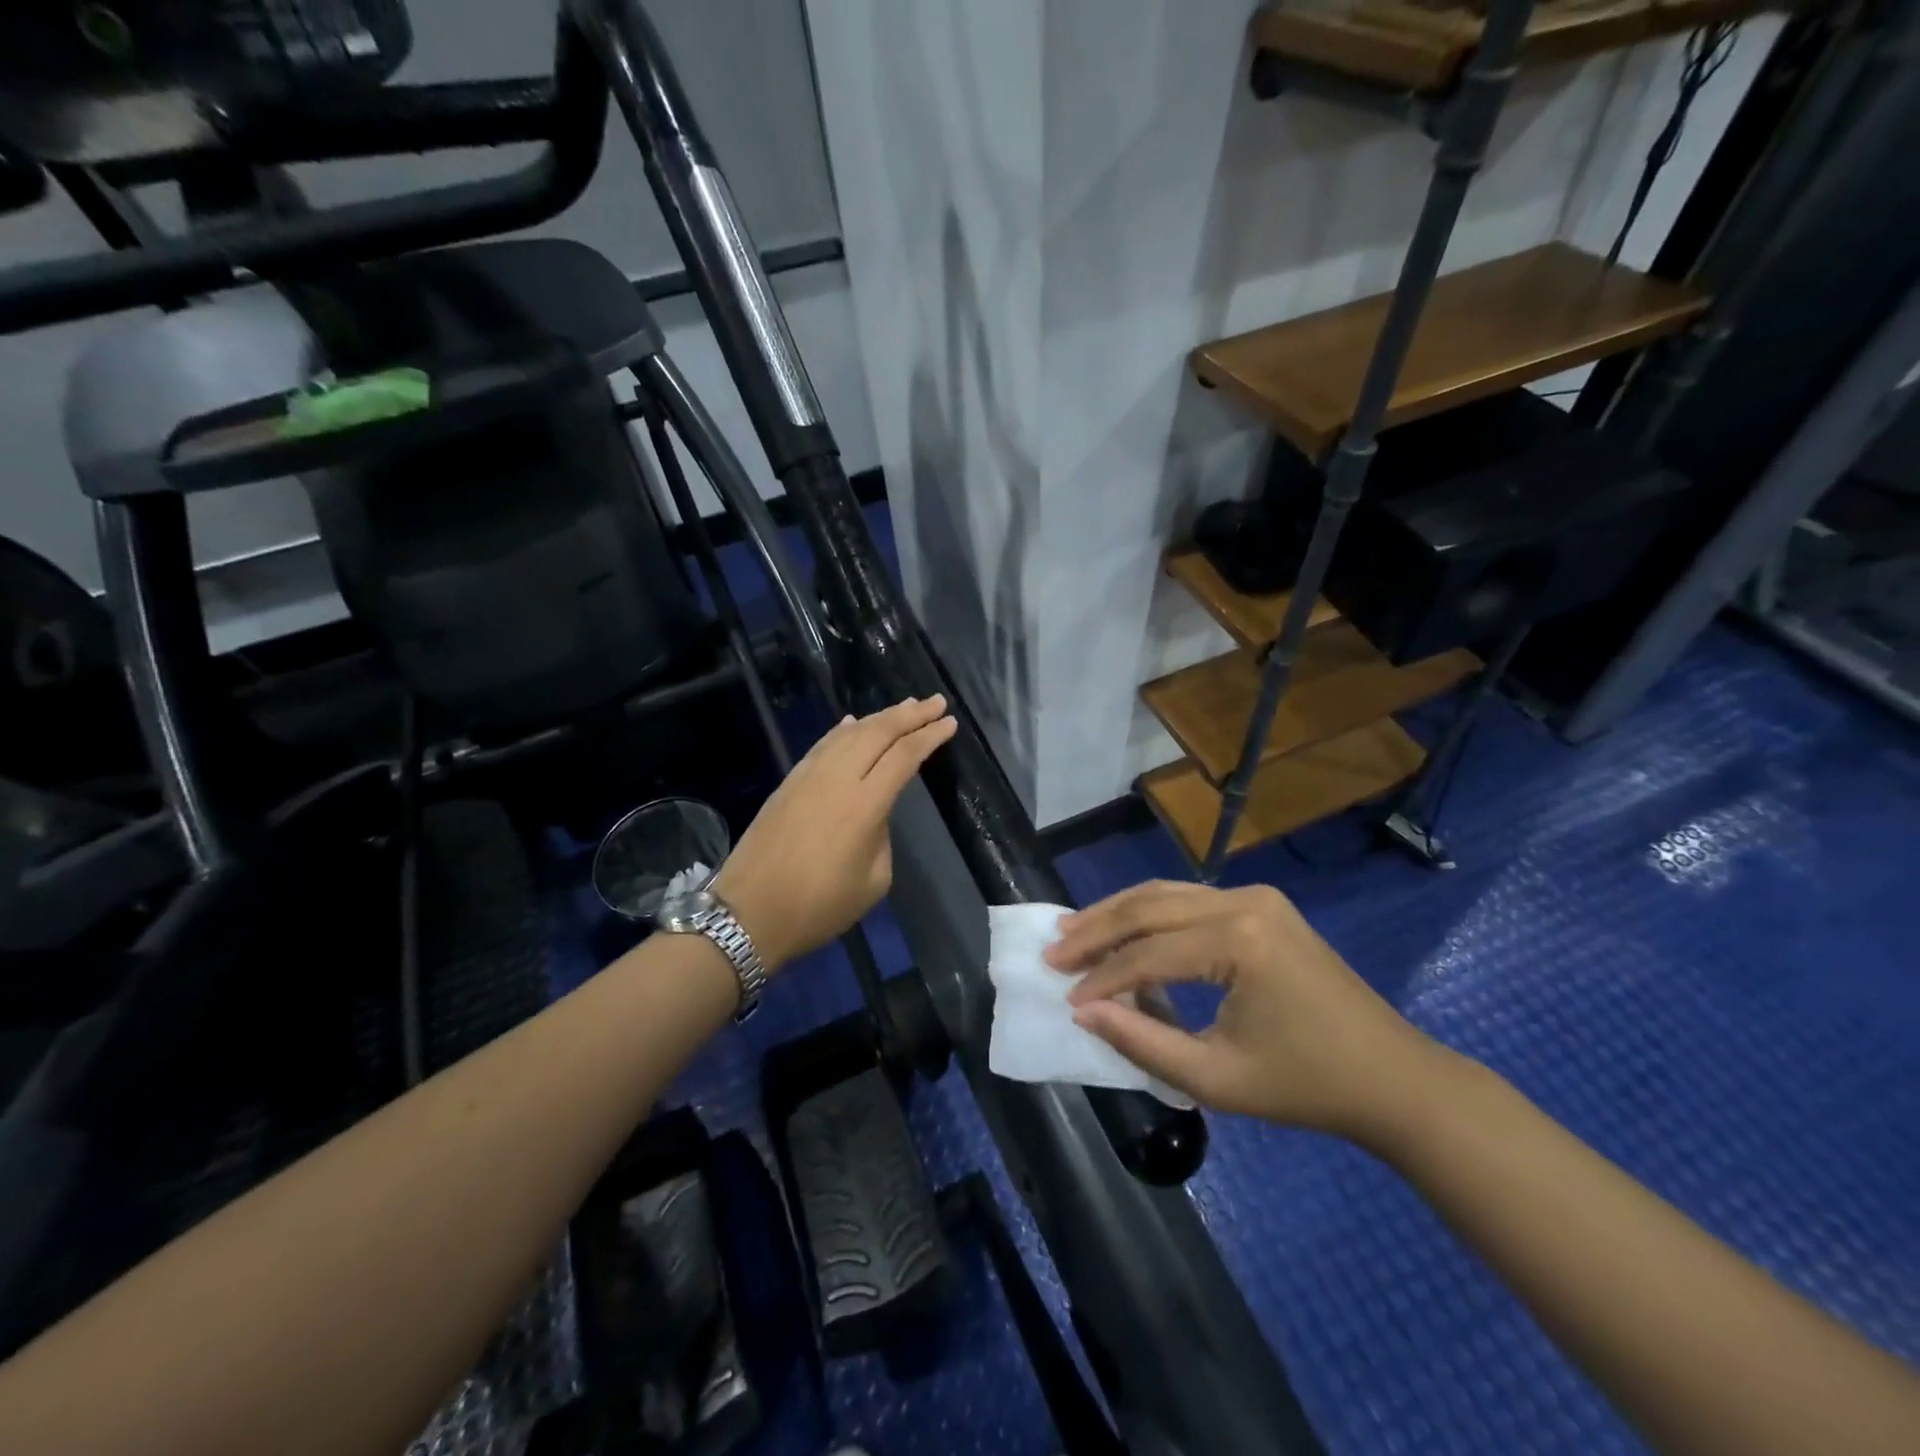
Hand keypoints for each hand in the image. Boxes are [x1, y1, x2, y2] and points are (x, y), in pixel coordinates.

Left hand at [713, 696, 956, 971]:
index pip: (904, 756)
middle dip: (910, 714)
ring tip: (904, 708)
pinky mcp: (788, 782)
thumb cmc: (819, 907)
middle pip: (878, 732)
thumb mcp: (873, 882)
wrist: (748, 914)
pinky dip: (843, 730)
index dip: (929, 736)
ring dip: (879, 717)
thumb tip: (873, 815)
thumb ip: (882, 837)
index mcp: (865, 805)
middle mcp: (837, 779)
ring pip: (848, 733)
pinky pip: (823, 744)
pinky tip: (852, 723)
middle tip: (935, 702)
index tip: (950, 723)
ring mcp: (808, 776)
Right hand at [1046, 881, 1452, 1145]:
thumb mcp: (1217, 1078)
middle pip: (1150, 906)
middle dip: (1097, 929)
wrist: (1392, 1078)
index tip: (1066, 998)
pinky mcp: (1262, 905)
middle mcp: (1244, 902)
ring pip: (1166, 893)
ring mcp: (1256, 897)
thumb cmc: (1306, 1086)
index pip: (1149, 953)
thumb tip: (1084, 1012)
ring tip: (1073, 933)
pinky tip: (1123, 930)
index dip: (1103, 978)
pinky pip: (1189, 901)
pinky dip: (1150, 915)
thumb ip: (1142, 1042)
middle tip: (1052, 951)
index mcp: (1240, 940)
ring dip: (1118, 914)